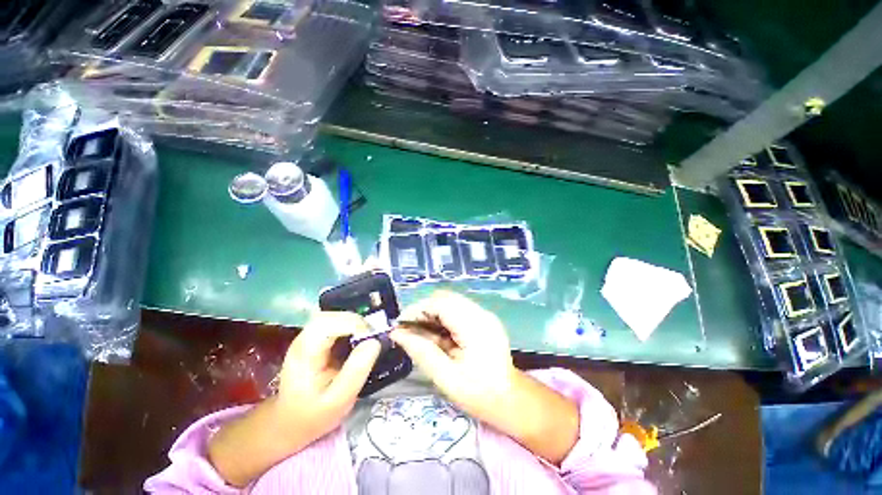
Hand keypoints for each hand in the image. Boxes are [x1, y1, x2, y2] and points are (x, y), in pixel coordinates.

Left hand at [208, 312, 380, 486]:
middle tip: (375, 337)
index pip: (331, 321)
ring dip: (356, 324)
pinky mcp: (316, 342)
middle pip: (334, 314)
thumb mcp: (338, 399)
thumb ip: (358, 368)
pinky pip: (338, 327)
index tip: (372, 339)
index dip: (355, 324)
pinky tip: (361, 341)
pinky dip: (352, 329)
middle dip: (358, 320)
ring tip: (371, 338)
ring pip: (337, 317)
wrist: (285, 426)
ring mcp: (310, 339)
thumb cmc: (308, 417)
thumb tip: (375, 341)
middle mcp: (306, 338)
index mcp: (306, 350)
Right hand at [390, 291, 516, 422]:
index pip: (440, 303)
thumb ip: (421, 351)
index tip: (400, 326)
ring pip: (450, 302)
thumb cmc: (479, 394)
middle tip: (409, 331)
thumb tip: (397, 334)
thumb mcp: (446, 377)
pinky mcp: (483, 319)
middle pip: (444, 298)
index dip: (417, 310)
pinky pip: (457, 309)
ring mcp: (483, 314)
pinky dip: (443, 318)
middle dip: (423, 311)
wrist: (511, 400)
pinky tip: (437, 335)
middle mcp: (480, 313)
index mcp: (474, 325)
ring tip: (421, 334)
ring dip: (432, 314)